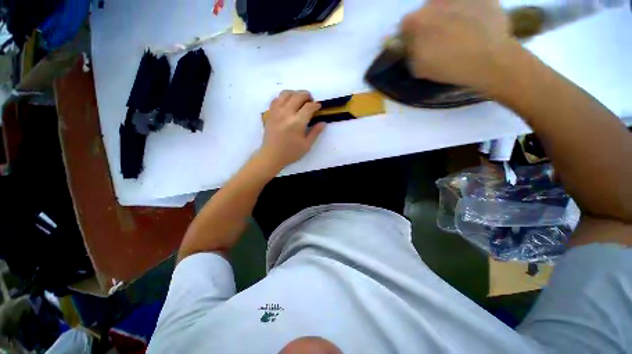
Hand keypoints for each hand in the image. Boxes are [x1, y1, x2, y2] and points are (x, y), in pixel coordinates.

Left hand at [258, 90, 325, 170]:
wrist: (271, 155)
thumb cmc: (291, 152)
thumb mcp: (306, 145)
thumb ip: (315, 132)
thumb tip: (323, 122)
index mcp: (297, 122)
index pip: (309, 107)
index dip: (316, 105)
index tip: (319, 107)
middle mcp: (286, 113)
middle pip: (298, 95)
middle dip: (307, 95)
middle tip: (310, 101)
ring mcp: (276, 111)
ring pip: (286, 93)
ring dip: (295, 94)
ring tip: (299, 100)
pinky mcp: (270, 113)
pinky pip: (277, 98)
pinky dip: (284, 97)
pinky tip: (287, 104)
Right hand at [401, 0, 515, 91]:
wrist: (488, 58)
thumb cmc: (449, 65)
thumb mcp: (419, 68)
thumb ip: (411, 54)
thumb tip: (413, 46)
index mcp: (416, 21)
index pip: (406, 25)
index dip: (411, 35)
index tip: (419, 44)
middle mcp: (432, 1)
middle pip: (428, 10)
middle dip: (432, 21)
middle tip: (442, 36)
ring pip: (448, 4)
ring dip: (450, 13)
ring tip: (462, 29)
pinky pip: (471, 1)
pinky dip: (472, 9)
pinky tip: (477, 23)